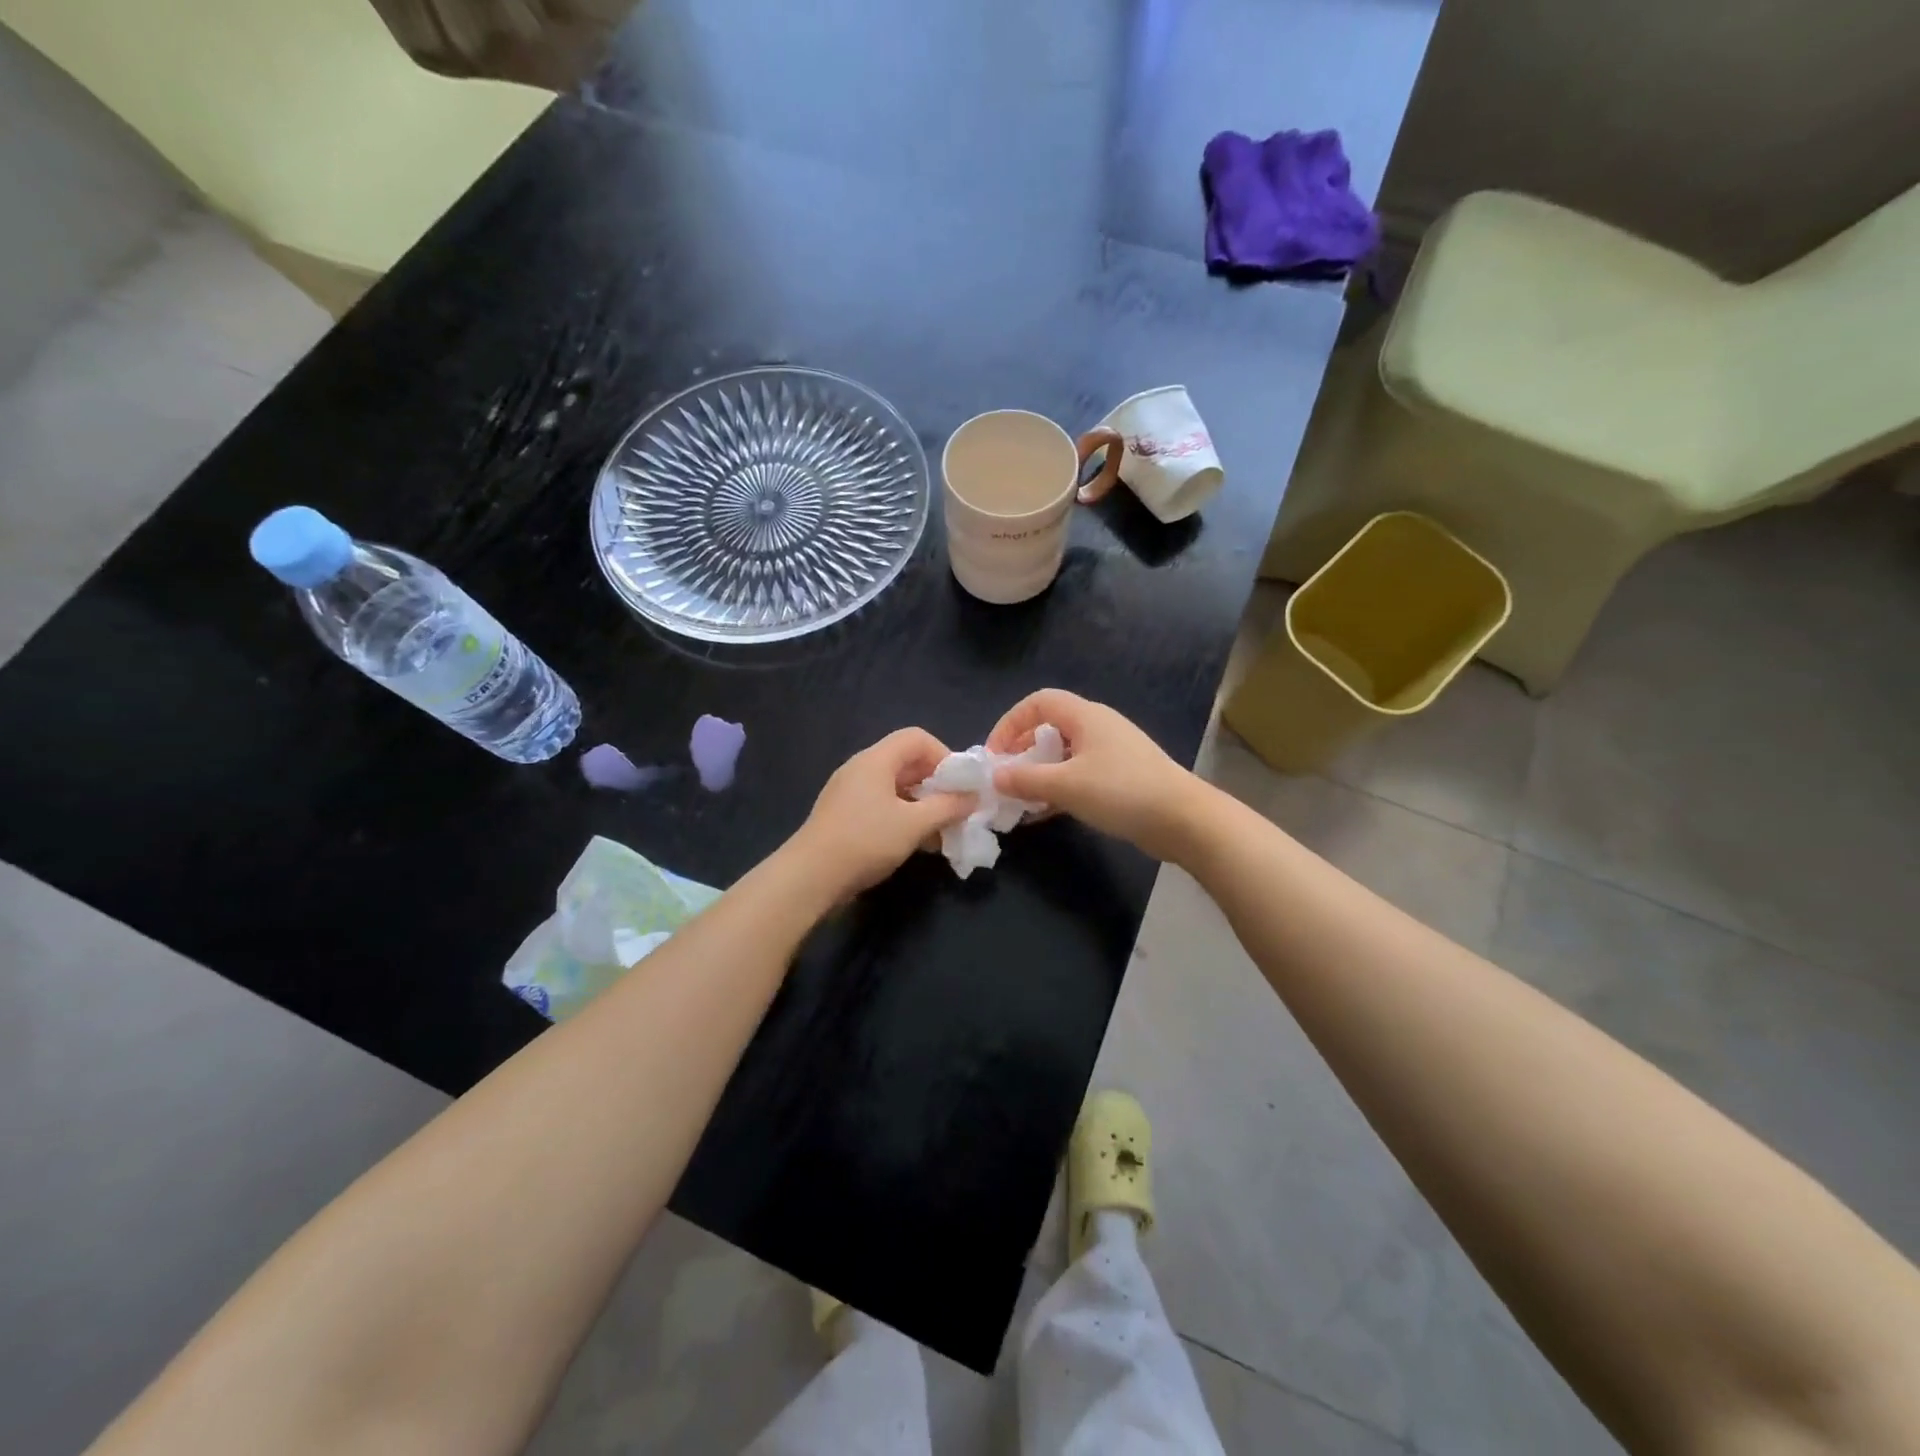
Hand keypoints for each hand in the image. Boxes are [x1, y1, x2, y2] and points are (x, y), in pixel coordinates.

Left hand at [791, 728, 973, 897]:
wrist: (810, 876)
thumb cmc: (866, 841)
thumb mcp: (914, 824)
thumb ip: (947, 807)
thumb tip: (973, 798)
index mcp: (875, 760)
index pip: (917, 738)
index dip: (944, 755)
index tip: (959, 785)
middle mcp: (861, 768)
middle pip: (906, 762)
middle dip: (936, 784)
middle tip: (955, 809)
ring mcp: (849, 792)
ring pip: (895, 787)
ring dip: (922, 804)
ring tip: (940, 832)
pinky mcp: (844, 815)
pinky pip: (881, 805)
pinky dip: (903, 817)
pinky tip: (916, 844)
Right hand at [987, 689, 1197, 860]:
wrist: (1183, 820)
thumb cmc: (1121, 792)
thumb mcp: (1066, 786)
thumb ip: (1025, 779)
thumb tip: (994, 777)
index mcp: (1085, 716)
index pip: (1038, 702)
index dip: (1010, 723)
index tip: (994, 754)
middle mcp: (1098, 727)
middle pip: (1050, 727)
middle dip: (1022, 750)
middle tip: (1006, 777)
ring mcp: (1112, 752)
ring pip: (1064, 754)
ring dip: (1040, 773)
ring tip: (1021, 798)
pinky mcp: (1122, 777)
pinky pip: (1080, 774)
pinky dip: (1059, 788)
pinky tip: (1045, 813)